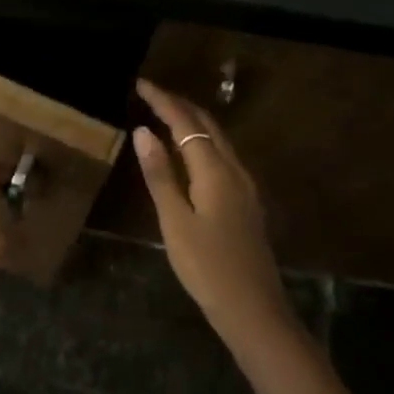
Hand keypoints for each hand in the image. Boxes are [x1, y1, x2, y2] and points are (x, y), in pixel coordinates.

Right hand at [133, 80, 293, 337]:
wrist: (253, 309)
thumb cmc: (206, 267)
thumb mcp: (174, 221)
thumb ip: (160, 175)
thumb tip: (143, 131)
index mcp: (215, 171)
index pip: (186, 123)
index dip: (163, 101)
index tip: (140, 84)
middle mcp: (234, 170)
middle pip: (207, 125)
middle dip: (179, 105)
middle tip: (150, 94)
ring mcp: (245, 186)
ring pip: (218, 140)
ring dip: (192, 121)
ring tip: (165, 114)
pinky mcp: (246, 202)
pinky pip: (222, 156)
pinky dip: (202, 141)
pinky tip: (190, 152)